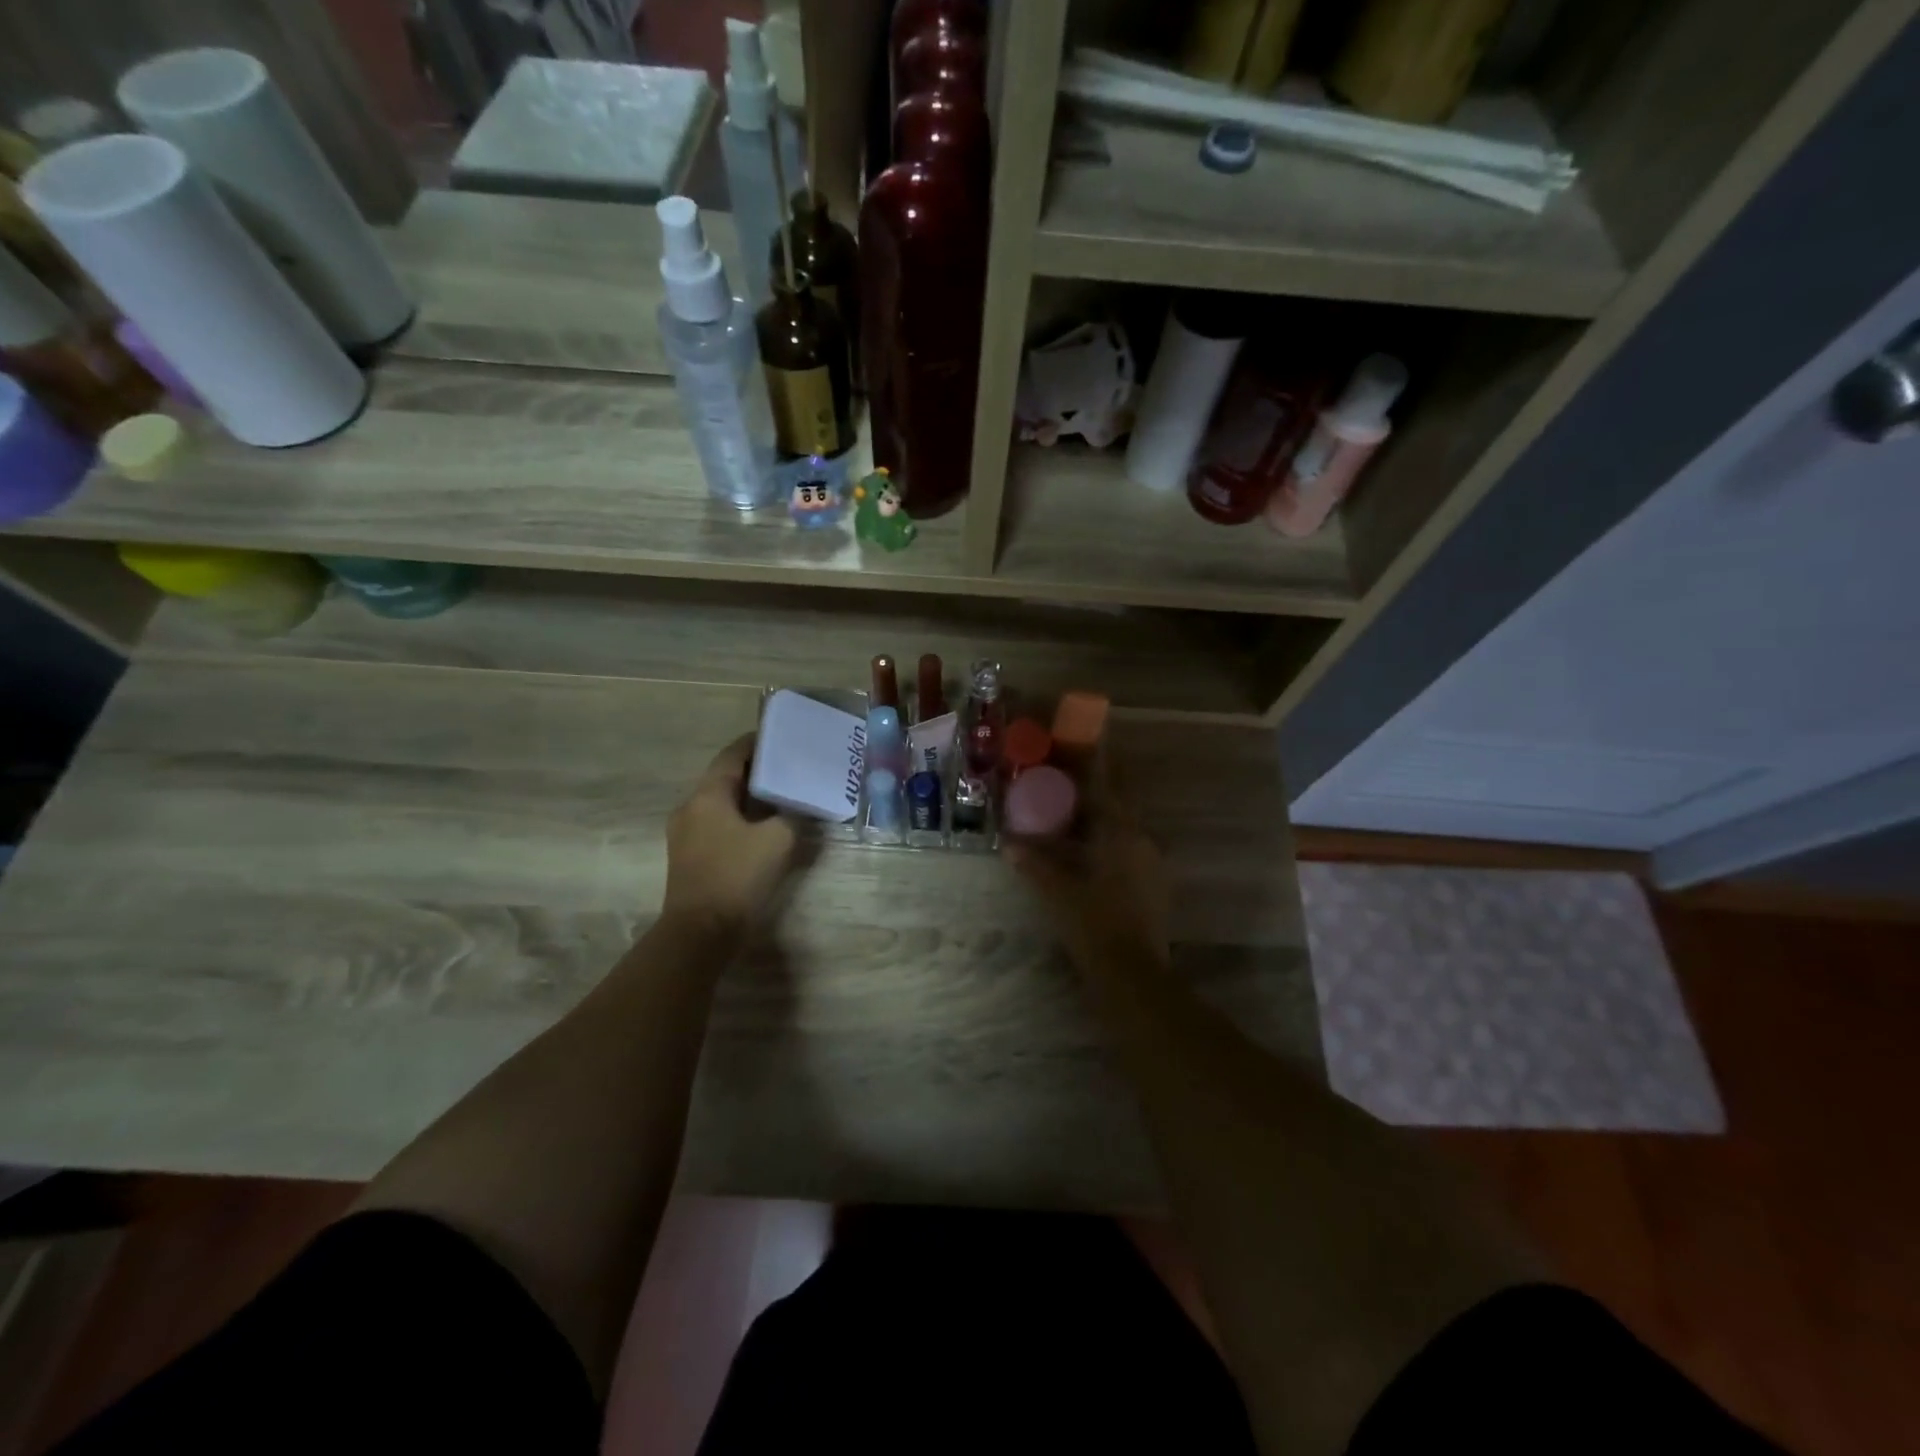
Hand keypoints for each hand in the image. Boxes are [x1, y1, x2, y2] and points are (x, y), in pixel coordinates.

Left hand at [662, 735, 797, 933]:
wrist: (701, 932)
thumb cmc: (737, 876)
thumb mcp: (778, 840)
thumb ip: (793, 816)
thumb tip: (800, 807)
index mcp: (707, 795)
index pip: (733, 754)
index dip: (757, 743)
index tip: (783, 737)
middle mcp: (690, 807)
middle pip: (725, 776)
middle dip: (757, 770)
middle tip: (790, 766)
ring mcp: (685, 833)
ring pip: (721, 802)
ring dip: (749, 796)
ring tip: (782, 795)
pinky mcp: (689, 855)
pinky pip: (717, 823)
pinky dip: (740, 817)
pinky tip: (764, 827)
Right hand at [1003, 755, 1169, 974]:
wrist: (1132, 974)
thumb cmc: (1094, 924)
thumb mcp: (1057, 891)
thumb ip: (1034, 863)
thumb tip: (1009, 843)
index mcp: (1123, 834)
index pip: (1109, 785)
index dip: (1096, 762)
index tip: (1083, 743)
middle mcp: (1144, 841)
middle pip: (1119, 805)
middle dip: (1095, 792)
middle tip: (1067, 782)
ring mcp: (1153, 865)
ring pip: (1125, 829)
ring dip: (1101, 819)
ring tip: (1072, 817)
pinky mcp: (1154, 886)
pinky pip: (1128, 850)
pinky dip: (1108, 843)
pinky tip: (1088, 853)